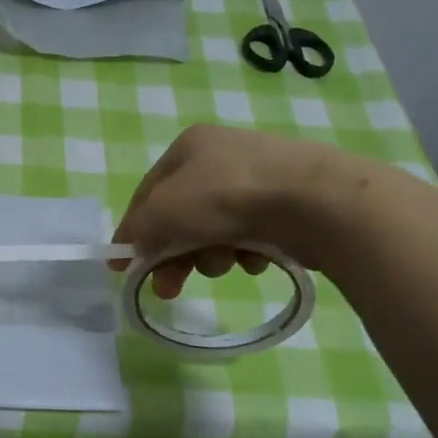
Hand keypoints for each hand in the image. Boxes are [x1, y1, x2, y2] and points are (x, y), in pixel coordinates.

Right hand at [111, 124, 383, 296]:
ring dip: (211, 255)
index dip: (132, 233)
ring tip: (227, 263)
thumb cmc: (225, 197)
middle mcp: (222, 157)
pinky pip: (250, 238)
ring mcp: (257, 181)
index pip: (146, 195)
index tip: (123, 269)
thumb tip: (129, 251)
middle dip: (174, 256)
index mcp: (189, 147)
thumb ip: (137, 232)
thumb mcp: (162, 213)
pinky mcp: (286, 206)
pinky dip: (246, 253)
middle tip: (169, 290)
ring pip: (214, 232)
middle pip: (182, 218)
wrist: (315, 201)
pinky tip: (257, 257)